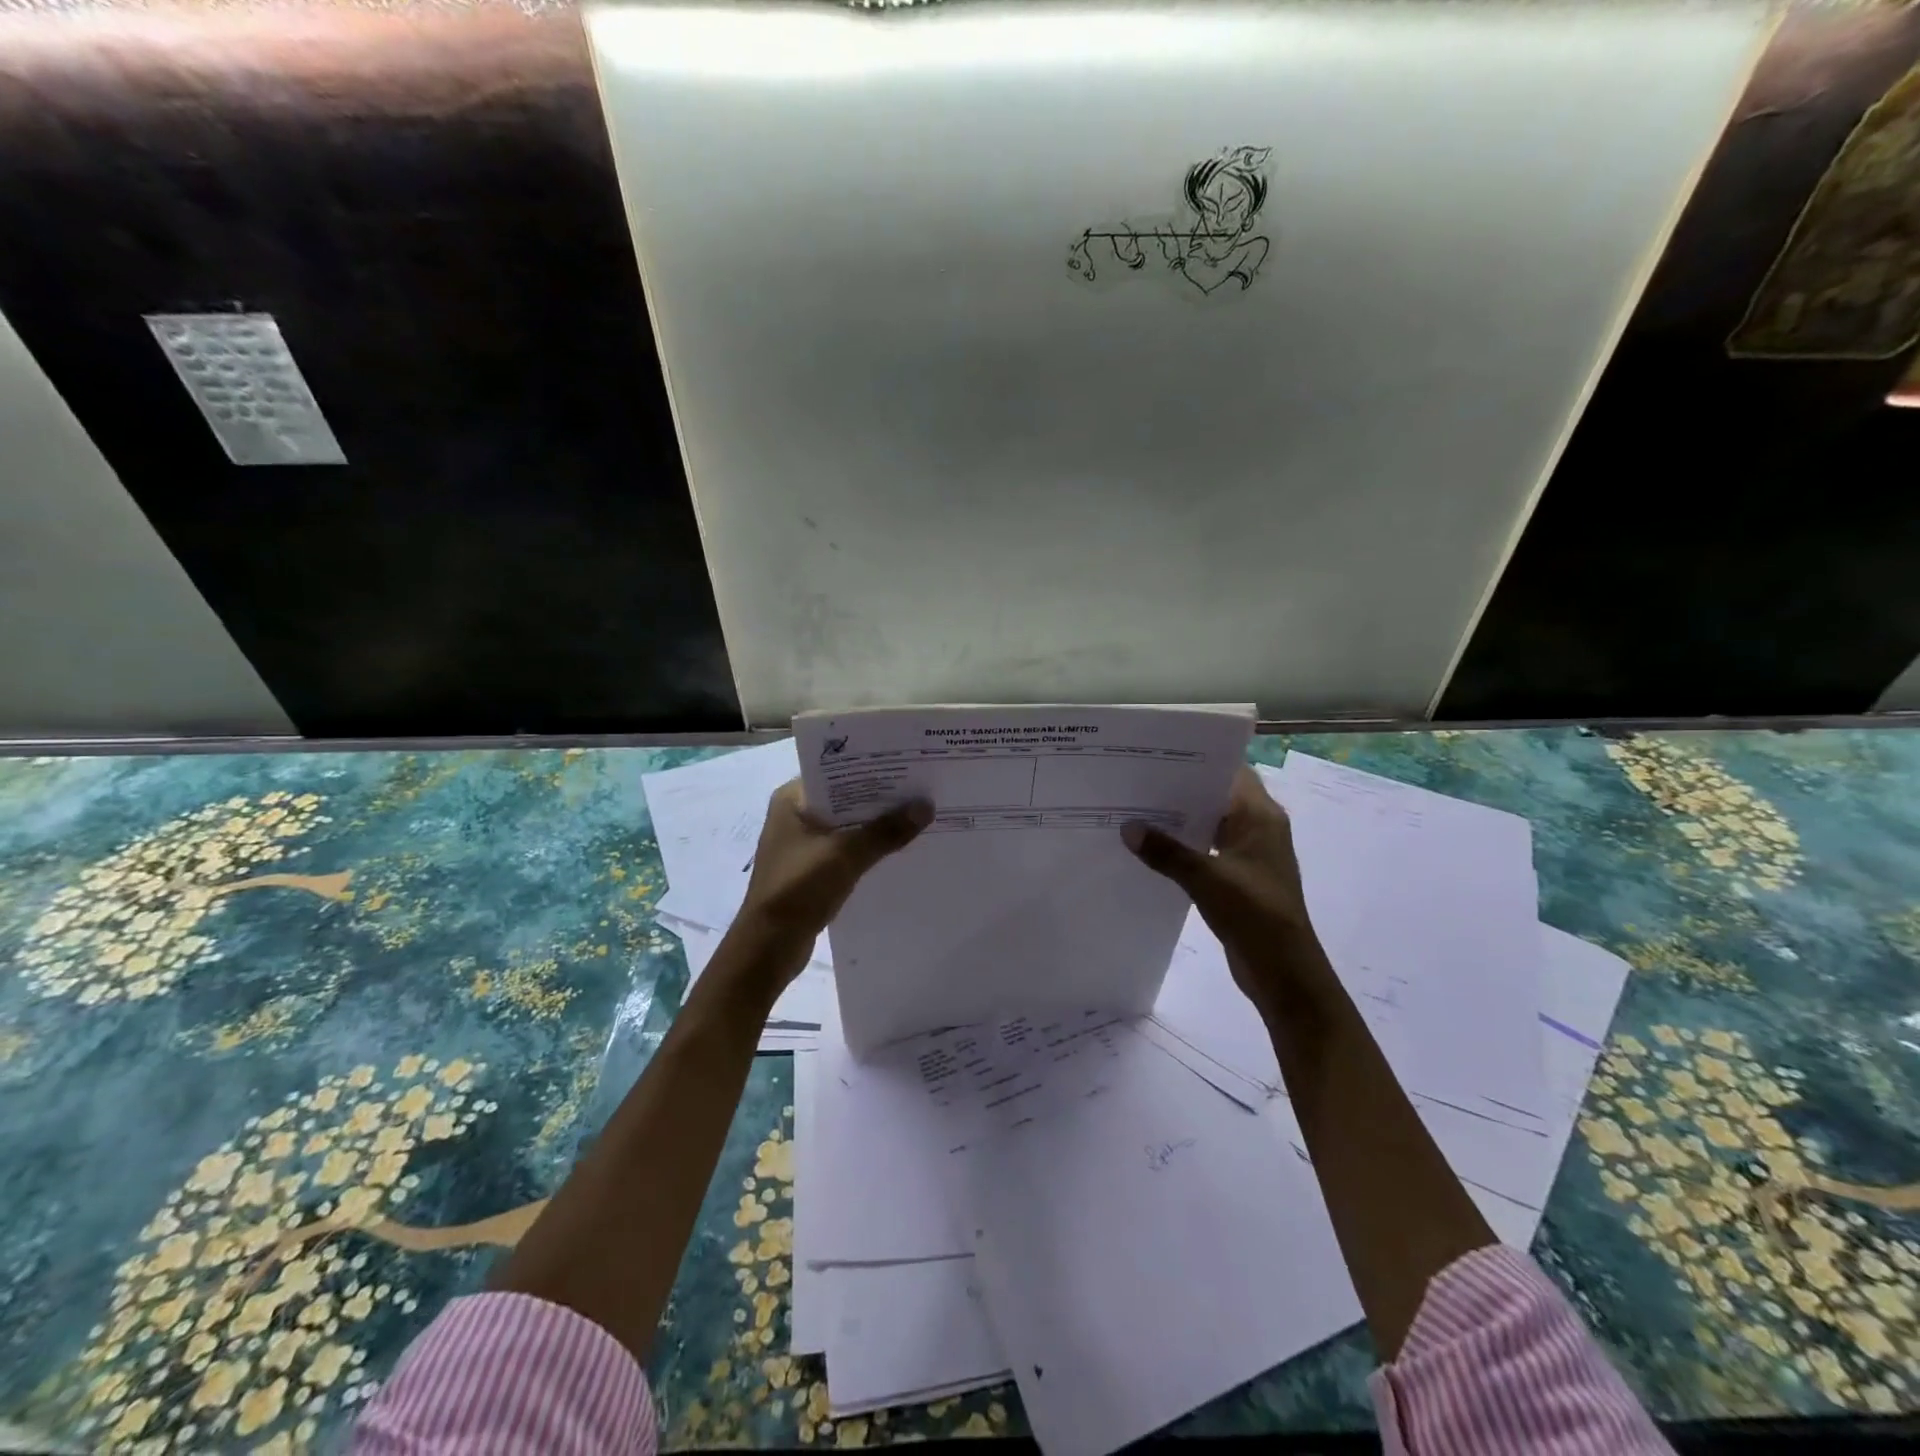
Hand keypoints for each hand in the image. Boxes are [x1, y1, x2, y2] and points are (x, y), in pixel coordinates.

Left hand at [736, 780, 931, 954]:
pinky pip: (846, 848)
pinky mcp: (811, 868)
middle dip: (880, 797)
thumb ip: (886, 831)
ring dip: (876, 824)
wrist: (768, 947)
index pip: (837, 771)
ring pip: (847, 824)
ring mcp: (802, 843)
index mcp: (791, 799)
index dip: (872, 768)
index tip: (908, 763)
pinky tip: (897, 848)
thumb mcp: (846, 855)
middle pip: (845, 798)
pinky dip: (868, 847)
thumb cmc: (799, 889)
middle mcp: (794, 815)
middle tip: (921, 788)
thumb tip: (926, 806)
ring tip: (918, 814)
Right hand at [1122, 766, 1331, 1016]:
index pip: (1231, 771)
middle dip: (1181, 790)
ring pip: (1211, 824)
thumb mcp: (1206, 879)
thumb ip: (1166, 852)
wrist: (1285, 972)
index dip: (1198, 761)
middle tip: (1137, 781)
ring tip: (1137, 810)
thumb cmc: (1254, 914)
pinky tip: (1152, 848)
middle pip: (1217, 796)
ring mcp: (1250, 854)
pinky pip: (1208, 849)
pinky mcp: (1240, 877)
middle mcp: (1258, 828)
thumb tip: (1127, 827)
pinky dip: (1185, 845)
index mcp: (1261, 817)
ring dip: (1181, 820)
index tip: (1159, 755)